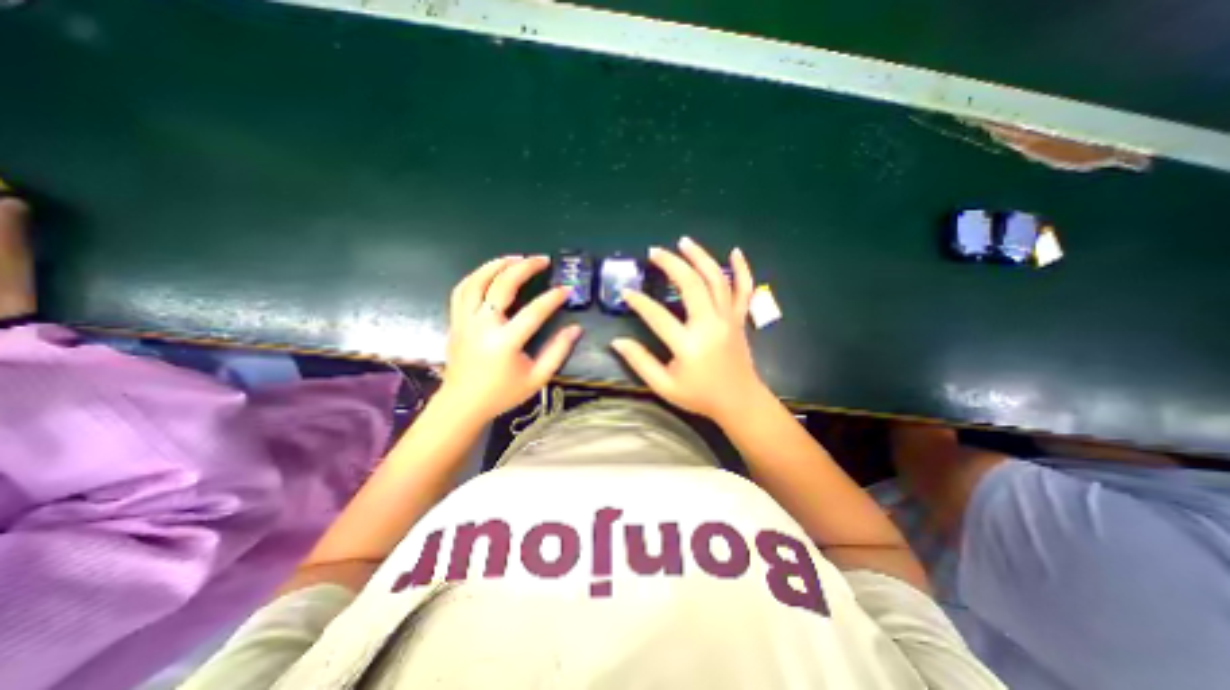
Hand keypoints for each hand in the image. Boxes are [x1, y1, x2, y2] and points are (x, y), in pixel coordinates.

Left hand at [436, 256, 582, 423]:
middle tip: (542, 260)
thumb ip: (558, 352)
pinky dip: (477, 275)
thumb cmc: (502, 393)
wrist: (462, 404)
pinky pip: (462, 289)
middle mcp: (482, 326)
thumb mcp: (537, 378)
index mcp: (505, 342)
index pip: (534, 312)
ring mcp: (465, 321)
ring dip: (497, 264)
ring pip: (477, 281)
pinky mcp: (455, 321)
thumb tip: (575, 329)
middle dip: (525, 268)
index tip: (567, 289)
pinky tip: (490, 272)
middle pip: (502, 285)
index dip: (552, 298)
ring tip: (516, 258)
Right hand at [608, 236, 765, 421]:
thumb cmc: (700, 396)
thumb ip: (640, 362)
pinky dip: (742, 269)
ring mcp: (728, 319)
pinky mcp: (739, 319)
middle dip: (671, 264)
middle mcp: (710, 325)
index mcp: (688, 345)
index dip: (639, 302)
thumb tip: (617, 341)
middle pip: (690, 285)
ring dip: (700, 257)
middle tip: (654, 251)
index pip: (657, 316)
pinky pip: (744, 290)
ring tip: (683, 242)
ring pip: (716, 280)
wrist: (739, 402)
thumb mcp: (664, 386)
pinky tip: (735, 252)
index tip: (625, 292)